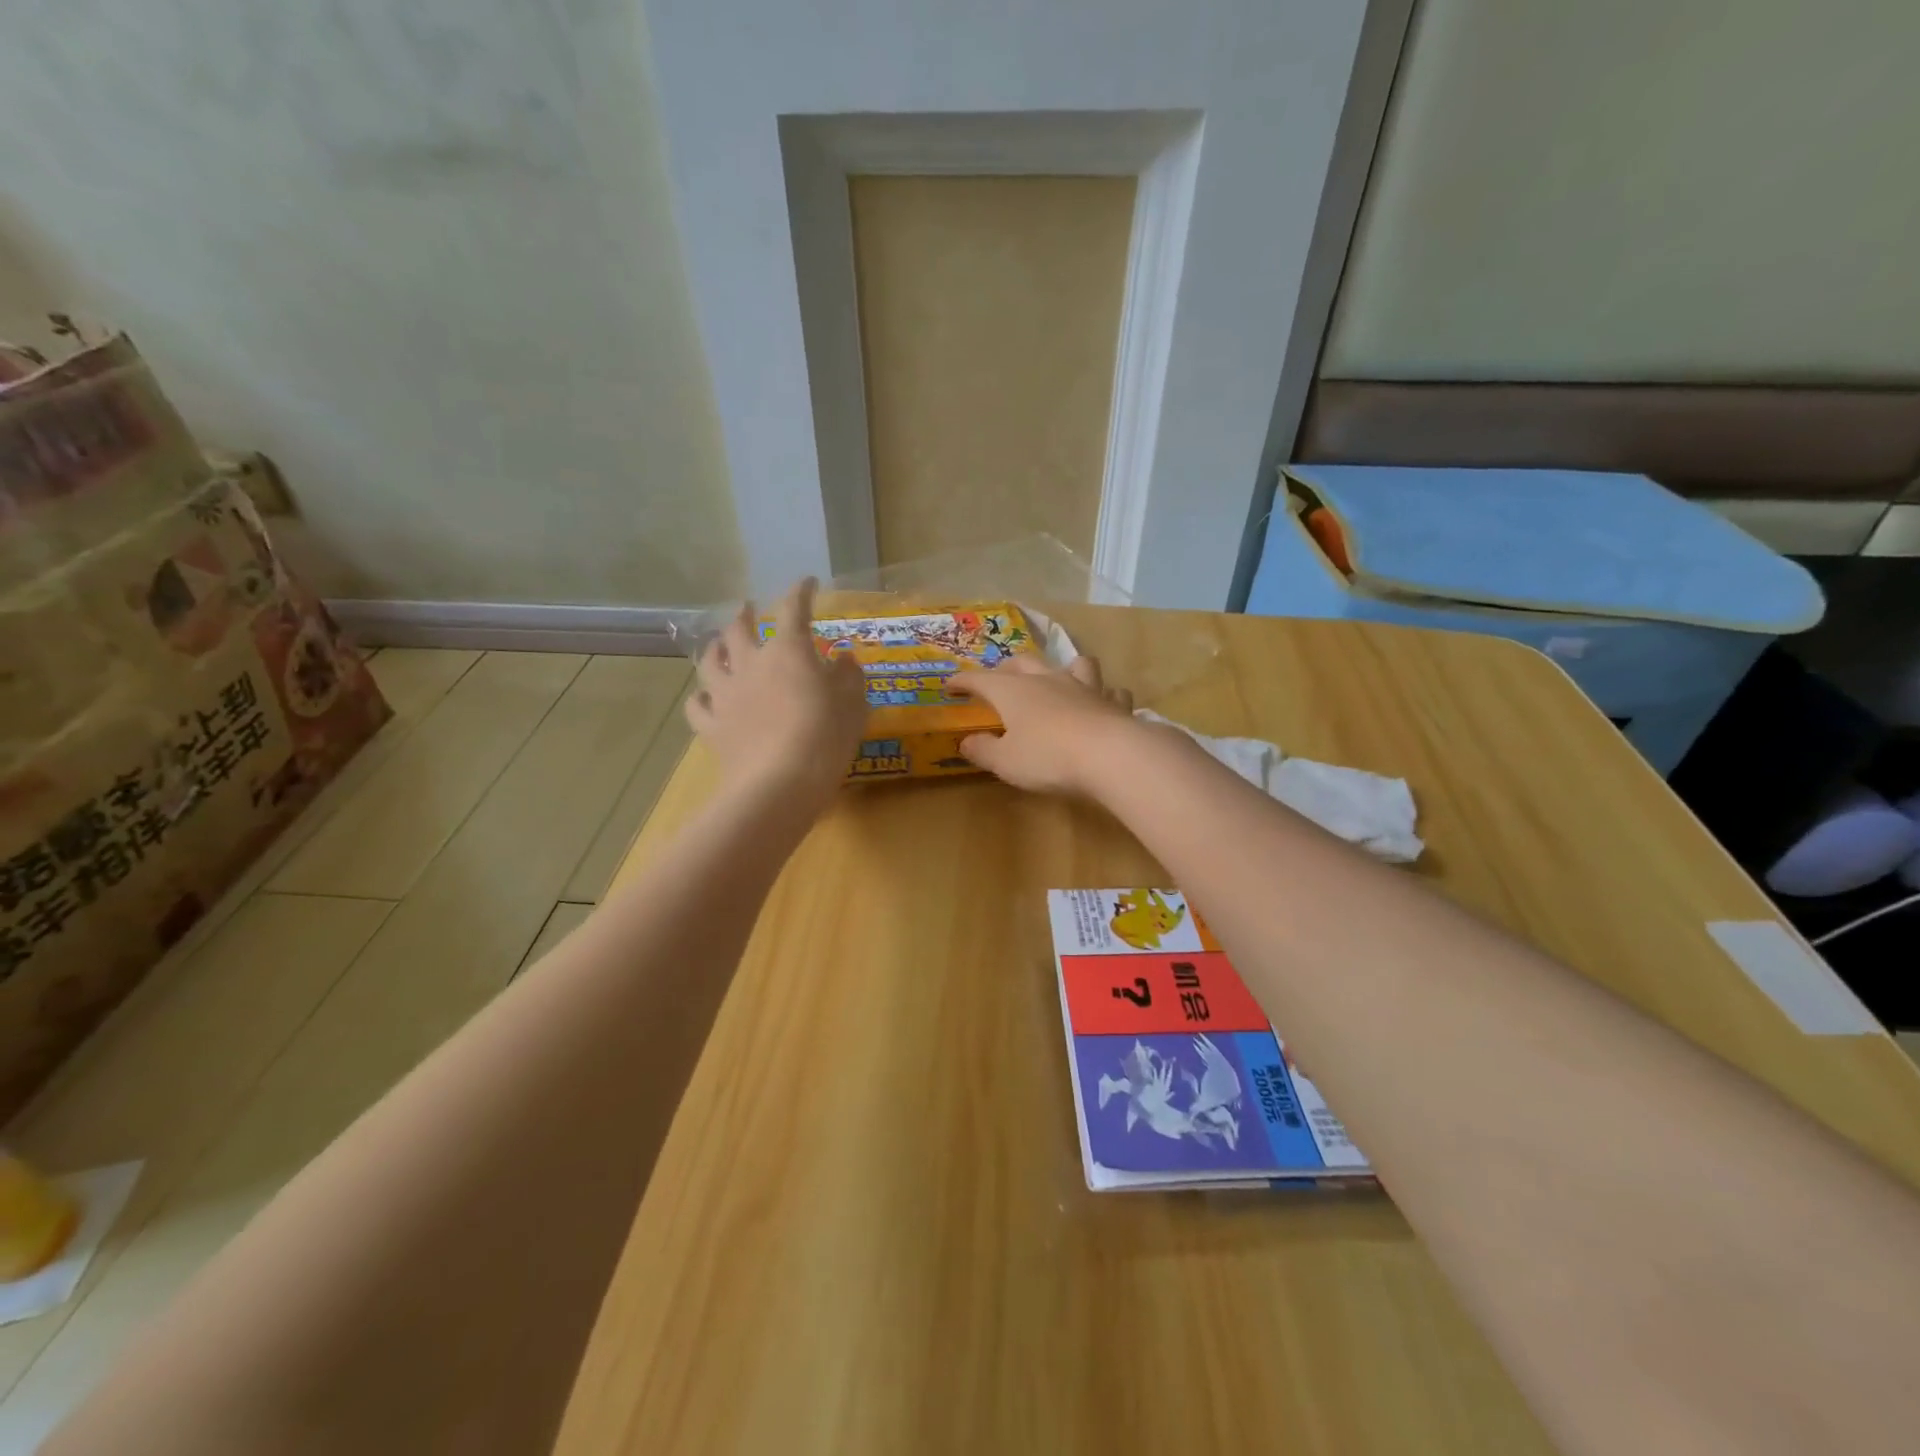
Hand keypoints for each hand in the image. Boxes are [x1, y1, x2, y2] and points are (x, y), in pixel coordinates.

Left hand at [686, 579, 866, 811]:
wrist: (779, 784)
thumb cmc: (825, 738)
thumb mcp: (853, 705)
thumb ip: (849, 677)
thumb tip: (843, 659)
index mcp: (789, 652)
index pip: (793, 610)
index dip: (800, 592)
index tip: (807, 583)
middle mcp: (751, 665)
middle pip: (739, 629)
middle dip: (745, 614)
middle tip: (747, 608)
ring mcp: (726, 695)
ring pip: (710, 661)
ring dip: (714, 647)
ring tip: (717, 644)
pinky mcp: (712, 726)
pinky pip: (697, 705)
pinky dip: (701, 698)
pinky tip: (706, 699)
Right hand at [947, 654, 1136, 794]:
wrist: (1110, 755)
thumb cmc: (1047, 757)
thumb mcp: (1005, 761)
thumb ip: (983, 750)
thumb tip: (966, 742)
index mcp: (1014, 691)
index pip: (980, 679)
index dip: (962, 681)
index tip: (950, 685)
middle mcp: (1048, 680)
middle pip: (1024, 663)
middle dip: (1007, 669)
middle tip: (999, 679)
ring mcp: (1084, 687)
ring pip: (1075, 663)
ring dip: (1065, 668)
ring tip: (1060, 678)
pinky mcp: (1112, 702)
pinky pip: (1110, 690)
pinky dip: (1104, 694)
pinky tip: (1103, 703)